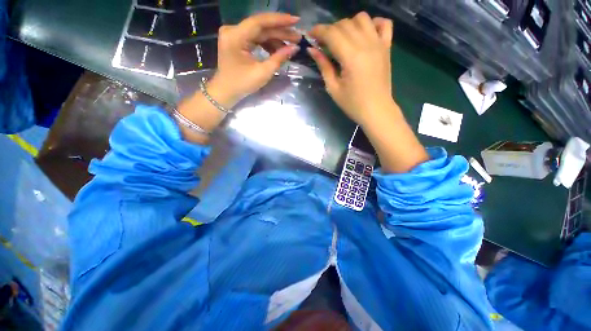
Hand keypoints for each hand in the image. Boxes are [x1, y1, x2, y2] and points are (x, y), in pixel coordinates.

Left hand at [209, 13, 302, 107]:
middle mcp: (233, 30)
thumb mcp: (263, 73)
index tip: (296, 21)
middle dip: (281, 32)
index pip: (260, 22)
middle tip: (298, 37)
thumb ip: (278, 58)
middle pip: (261, 27)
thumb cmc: (242, 84)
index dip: (279, 20)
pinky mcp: (237, 40)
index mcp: (235, 36)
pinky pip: (256, 38)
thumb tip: (294, 48)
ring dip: (276, 38)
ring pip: (260, 32)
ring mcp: (234, 34)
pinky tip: (279, 49)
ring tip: (291, 45)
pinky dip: (268, 43)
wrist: (227, 91)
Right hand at [308, 12, 394, 125]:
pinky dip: (373, 23)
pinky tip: (365, 33)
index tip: (311, 35)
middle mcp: (366, 44)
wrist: (376, 110)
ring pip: (362, 18)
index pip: (332, 34)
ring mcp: (379, 44)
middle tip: (323, 43)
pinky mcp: (387, 47)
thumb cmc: (353, 104)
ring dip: (349, 24)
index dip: (319, 31)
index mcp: (351, 57)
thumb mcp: (333, 88)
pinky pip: (384, 23)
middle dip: (330, 29)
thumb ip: (324, 66)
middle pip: (345, 24)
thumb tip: (312, 50)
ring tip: (342, 38)